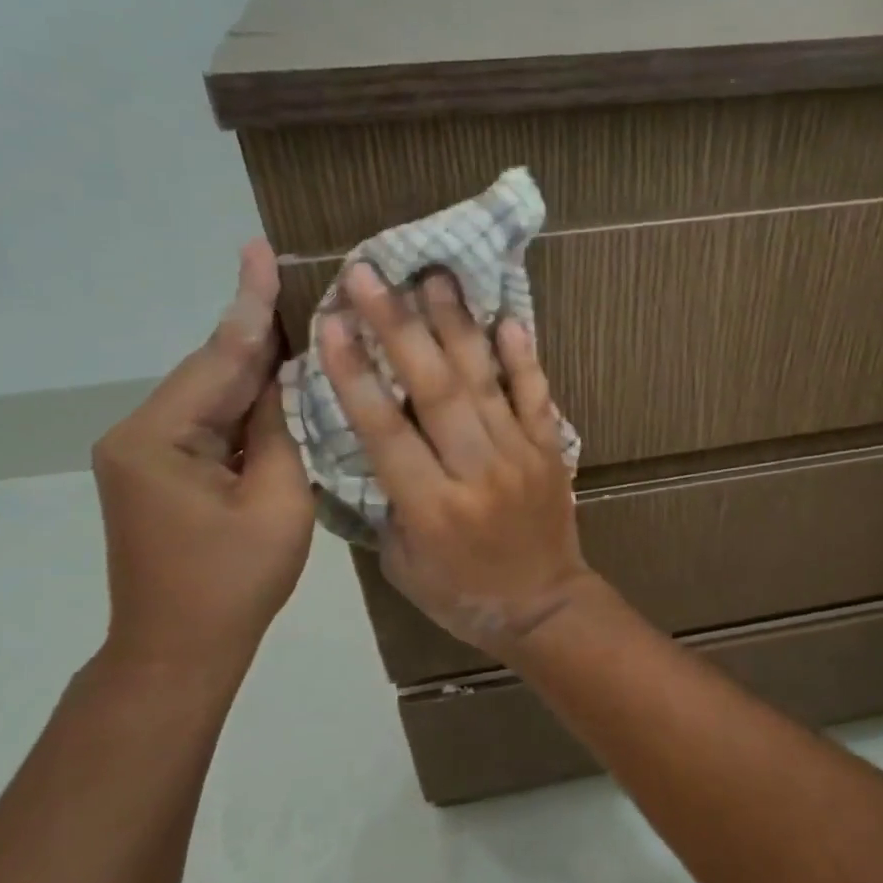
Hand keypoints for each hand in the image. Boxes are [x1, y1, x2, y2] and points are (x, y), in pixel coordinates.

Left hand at [91, 241, 312, 682]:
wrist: (178, 652)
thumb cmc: (233, 583)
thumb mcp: (277, 502)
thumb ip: (280, 431)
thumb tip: (284, 380)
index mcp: (159, 439)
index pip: (218, 359)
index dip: (249, 306)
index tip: (260, 250)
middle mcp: (138, 434)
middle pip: (211, 372)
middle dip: (255, 330)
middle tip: (292, 279)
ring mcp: (144, 454)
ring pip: (210, 397)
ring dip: (254, 367)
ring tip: (298, 322)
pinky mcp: (158, 472)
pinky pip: (208, 424)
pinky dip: (244, 404)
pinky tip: (276, 383)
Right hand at [318, 262, 595, 660]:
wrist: (545, 608)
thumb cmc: (462, 594)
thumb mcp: (402, 563)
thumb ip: (387, 501)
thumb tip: (377, 439)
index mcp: (432, 507)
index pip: (386, 430)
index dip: (357, 374)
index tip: (331, 322)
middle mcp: (477, 472)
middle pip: (435, 391)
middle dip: (398, 327)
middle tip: (369, 274)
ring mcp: (520, 455)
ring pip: (484, 382)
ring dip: (456, 326)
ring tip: (433, 276)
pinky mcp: (551, 450)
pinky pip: (537, 396)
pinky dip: (523, 358)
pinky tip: (507, 318)